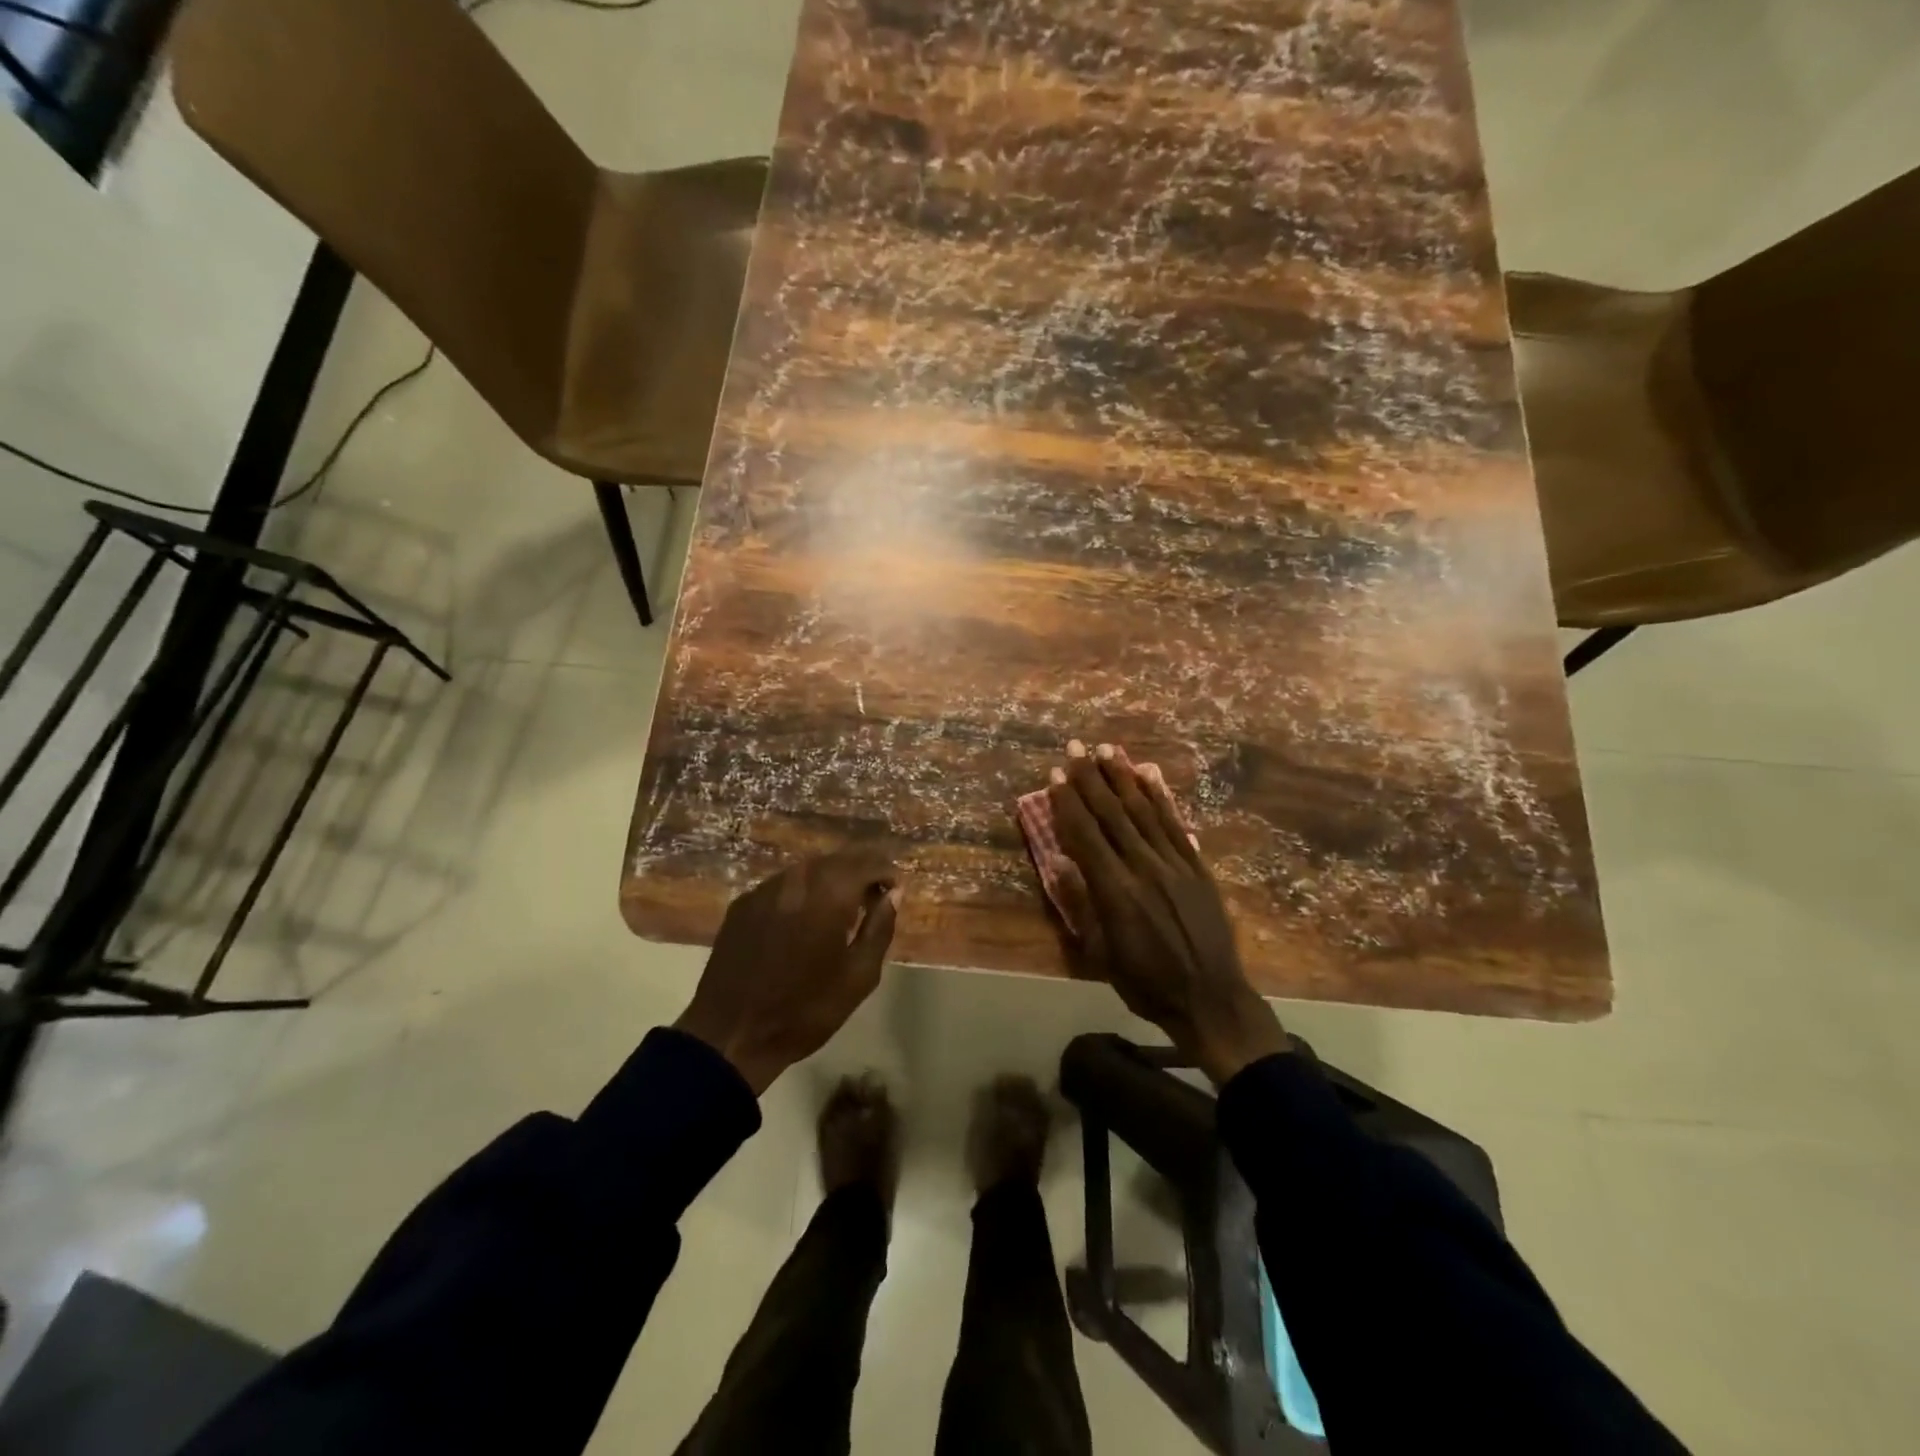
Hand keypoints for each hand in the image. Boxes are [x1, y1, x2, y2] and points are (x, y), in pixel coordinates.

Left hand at [675, 850, 900, 1094]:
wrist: (731, 1035)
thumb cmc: (805, 1010)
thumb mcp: (859, 976)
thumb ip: (880, 928)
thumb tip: (894, 893)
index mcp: (829, 894)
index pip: (868, 861)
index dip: (886, 872)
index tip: (894, 891)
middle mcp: (797, 879)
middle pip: (838, 858)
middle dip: (860, 872)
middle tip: (872, 898)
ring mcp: (765, 889)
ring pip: (809, 868)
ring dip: (831, 880)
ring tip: (840, 910)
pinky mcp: (743, 903)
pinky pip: (783, 884)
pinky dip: (802, 892)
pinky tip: (803, 920)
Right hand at [1046, 742, 1289, 1084]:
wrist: (1211, 998)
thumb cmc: (1146, 982)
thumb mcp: (1101, 953)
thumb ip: (1081, 903)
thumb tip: (1060, 862)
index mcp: (1115, 890)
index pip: (1085, 834)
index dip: (1068, 802)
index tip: (1056, 774)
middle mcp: (1143, 866)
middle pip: (1111, 813)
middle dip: (1090, 778)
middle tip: (1075, 747)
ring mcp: (1174, 863)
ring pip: (1142, 810)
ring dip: (1122, 778)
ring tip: (1107, 751)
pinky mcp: (1197, 866)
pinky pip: (1174, 823)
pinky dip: (1158, 798)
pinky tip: (1146, 778)